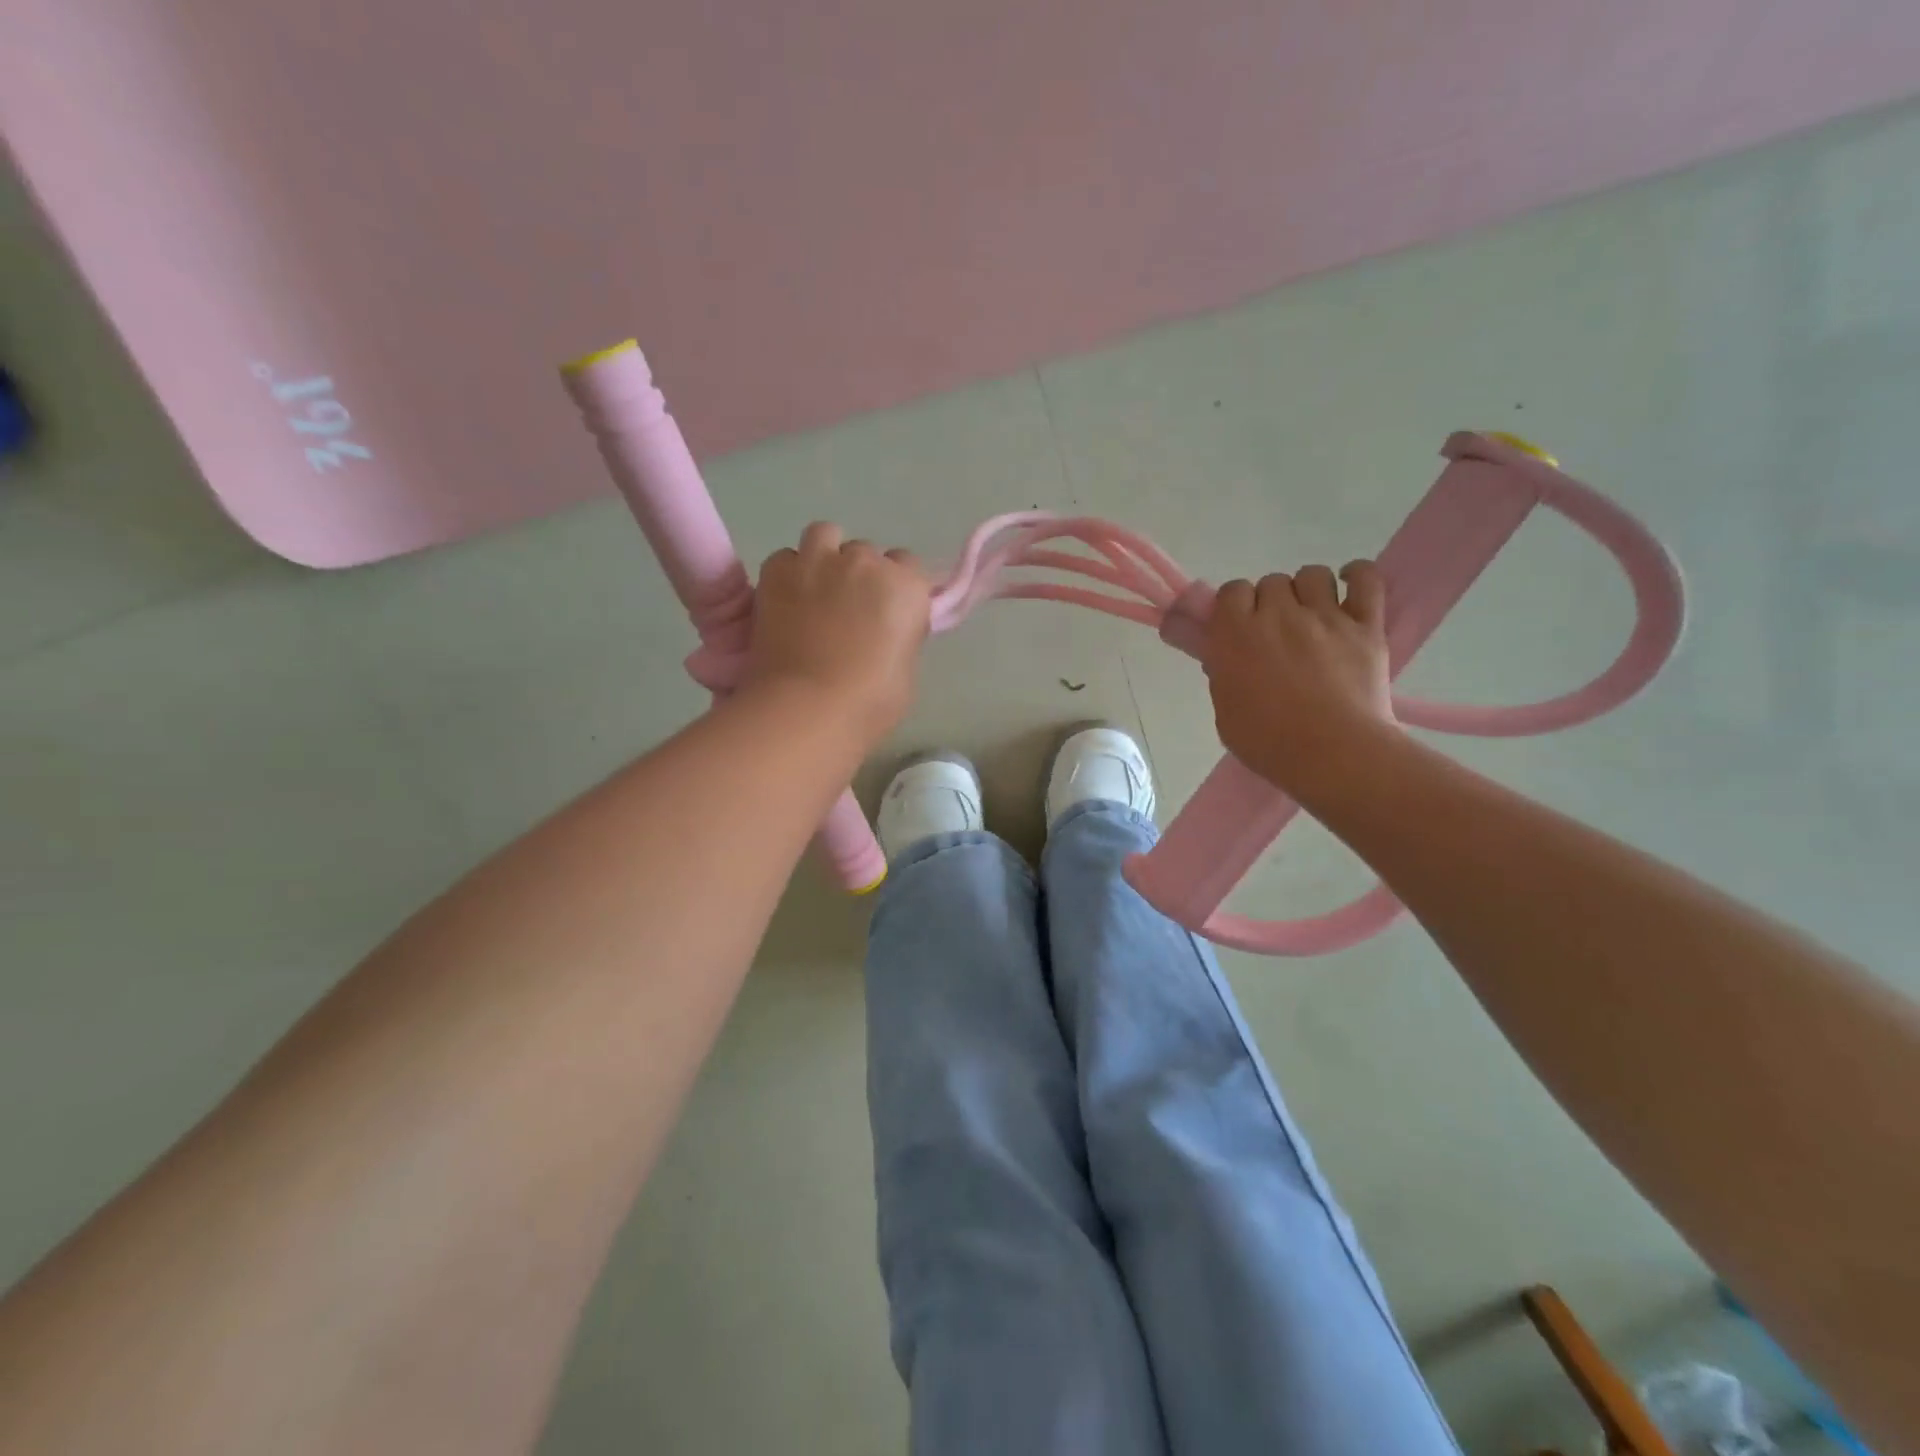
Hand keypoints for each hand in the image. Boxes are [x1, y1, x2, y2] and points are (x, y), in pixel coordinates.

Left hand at [744, 522, 931, 743]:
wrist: (809, 707)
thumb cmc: (870, 702)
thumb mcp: (905, 669)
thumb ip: (899, 635)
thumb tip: (884, 630)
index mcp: (907, 587)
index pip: (907, 566)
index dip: (894, 588)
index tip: (885, 612)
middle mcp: (867, 563)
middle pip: (865, 553)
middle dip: (858, 575)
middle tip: (846, 610)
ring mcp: (820, 561)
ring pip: (825, 535)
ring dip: (823, 556)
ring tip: (814, 588)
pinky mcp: (778, 571)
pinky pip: (786, 557)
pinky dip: (788, 573)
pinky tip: (785, 600)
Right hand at [1201, 560, 1396, 799]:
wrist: (1333, 755)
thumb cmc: (1269, 743)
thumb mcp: (1225, 714)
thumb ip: (1224, 678)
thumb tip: (1226, 659)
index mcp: (1235, 635)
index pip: (1231, 591)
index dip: (1235, 607)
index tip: (1239, 629)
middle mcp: (1277, 615)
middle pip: (1271, 582)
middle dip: (1271, 603)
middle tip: (1276, 634)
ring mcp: (1325, 617)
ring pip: (1313, 575)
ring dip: (1308, 591)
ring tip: (1312, 616)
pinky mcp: (1365, 626)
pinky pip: (1366, 579)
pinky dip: (1358, 576)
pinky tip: (1351, 586)